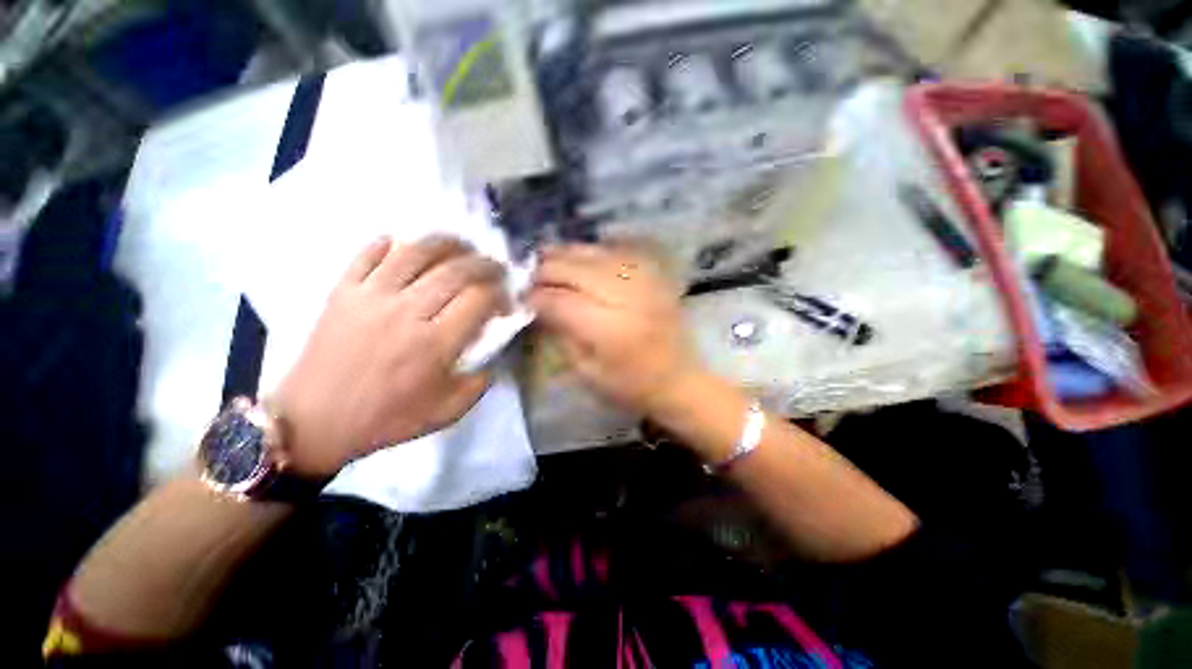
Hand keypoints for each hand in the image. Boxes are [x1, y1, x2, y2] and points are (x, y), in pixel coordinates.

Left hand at [273, 236, 508, 476]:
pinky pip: (368, 254)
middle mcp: (406, 312)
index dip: (500, 294)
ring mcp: (371, 297)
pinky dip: (389, 243)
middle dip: (485, 265)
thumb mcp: (448, 412)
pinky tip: (404, 246)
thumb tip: (493, 352)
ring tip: (462, 248)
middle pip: (455, 270)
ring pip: (415, 252)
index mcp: (434, 344)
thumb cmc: (386, 419)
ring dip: (447, 244)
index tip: (505, 302)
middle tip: (495, 269)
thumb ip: (480, 382)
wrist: (314, 422)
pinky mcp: (342, 292)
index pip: (480, 299)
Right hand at [530, 243, 703, 416]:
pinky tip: (580, 255)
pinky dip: (594, 249)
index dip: (536, 296)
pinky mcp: (655, 276)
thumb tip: (539, 305)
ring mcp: (644, 281)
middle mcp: (628, 297)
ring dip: (567, 254)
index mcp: (610, 329)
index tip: (521, 297)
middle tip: (528, 275)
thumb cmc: (631, 386)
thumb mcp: (587, 373)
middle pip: (576, 269)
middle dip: (546, 269)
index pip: (561, 300)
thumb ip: (561, 335)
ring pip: (596, 253)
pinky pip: (618, 250)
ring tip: (546, 257)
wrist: (679, 379)